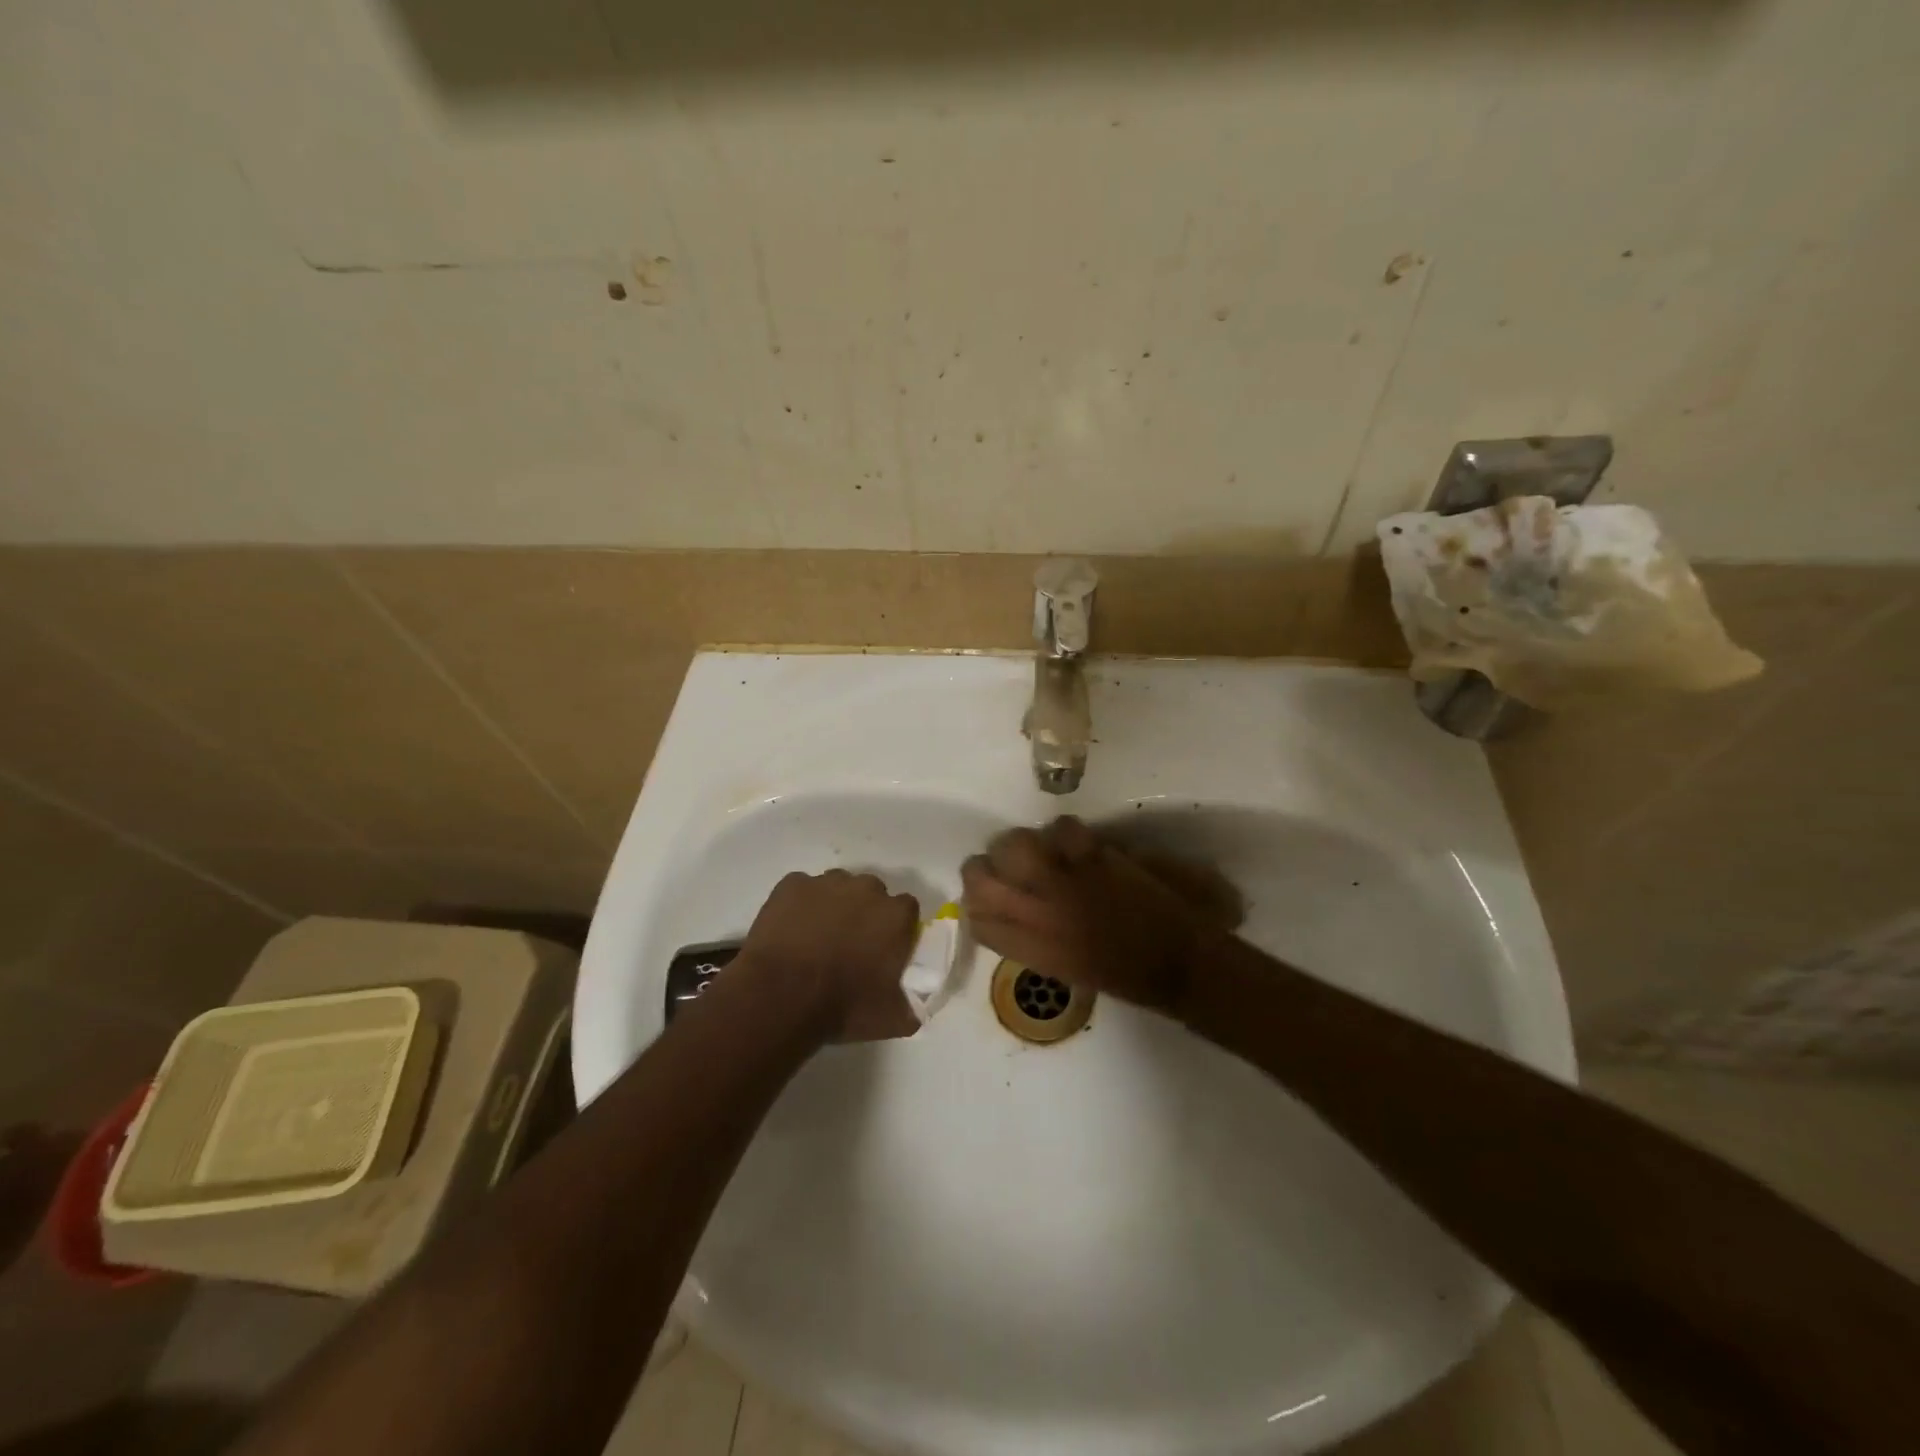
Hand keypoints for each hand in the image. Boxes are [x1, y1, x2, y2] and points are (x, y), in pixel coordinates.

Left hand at [736, 870, 921, 1042]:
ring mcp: (826, 883)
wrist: (780, 997)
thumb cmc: (843, 1006)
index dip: (896, 927)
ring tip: (817, 938)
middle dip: (865, 912)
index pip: (907, 910)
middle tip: (850, 944)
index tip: (885, 949)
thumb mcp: (893, 1019)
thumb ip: (913, 1007)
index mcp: (896, 915)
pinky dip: (800, 904)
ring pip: (837, 887)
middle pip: (872, 893)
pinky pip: (802, 889)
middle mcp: (866, 888)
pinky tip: (792, 930)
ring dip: (833, 905)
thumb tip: (917, 1008)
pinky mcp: (792, 884)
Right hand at [961, 817, 1236, 1016]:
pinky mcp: (1091, 860)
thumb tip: (1017, 905)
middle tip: (1011, 865)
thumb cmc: (1122, 975)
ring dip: (1026, 843)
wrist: (1175, 964)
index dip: (976, 900)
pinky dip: (1069, 833)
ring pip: (1014, 844)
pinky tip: (1080, 845)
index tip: (990, 894)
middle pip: (978, 874)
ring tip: (1045, 849)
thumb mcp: (1062, 966)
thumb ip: (1030, 937)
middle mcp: (1032, 913)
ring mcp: (1060, 883)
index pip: (973, 916)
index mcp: (1025, 947)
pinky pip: (1062, 829)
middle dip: (989, 864)